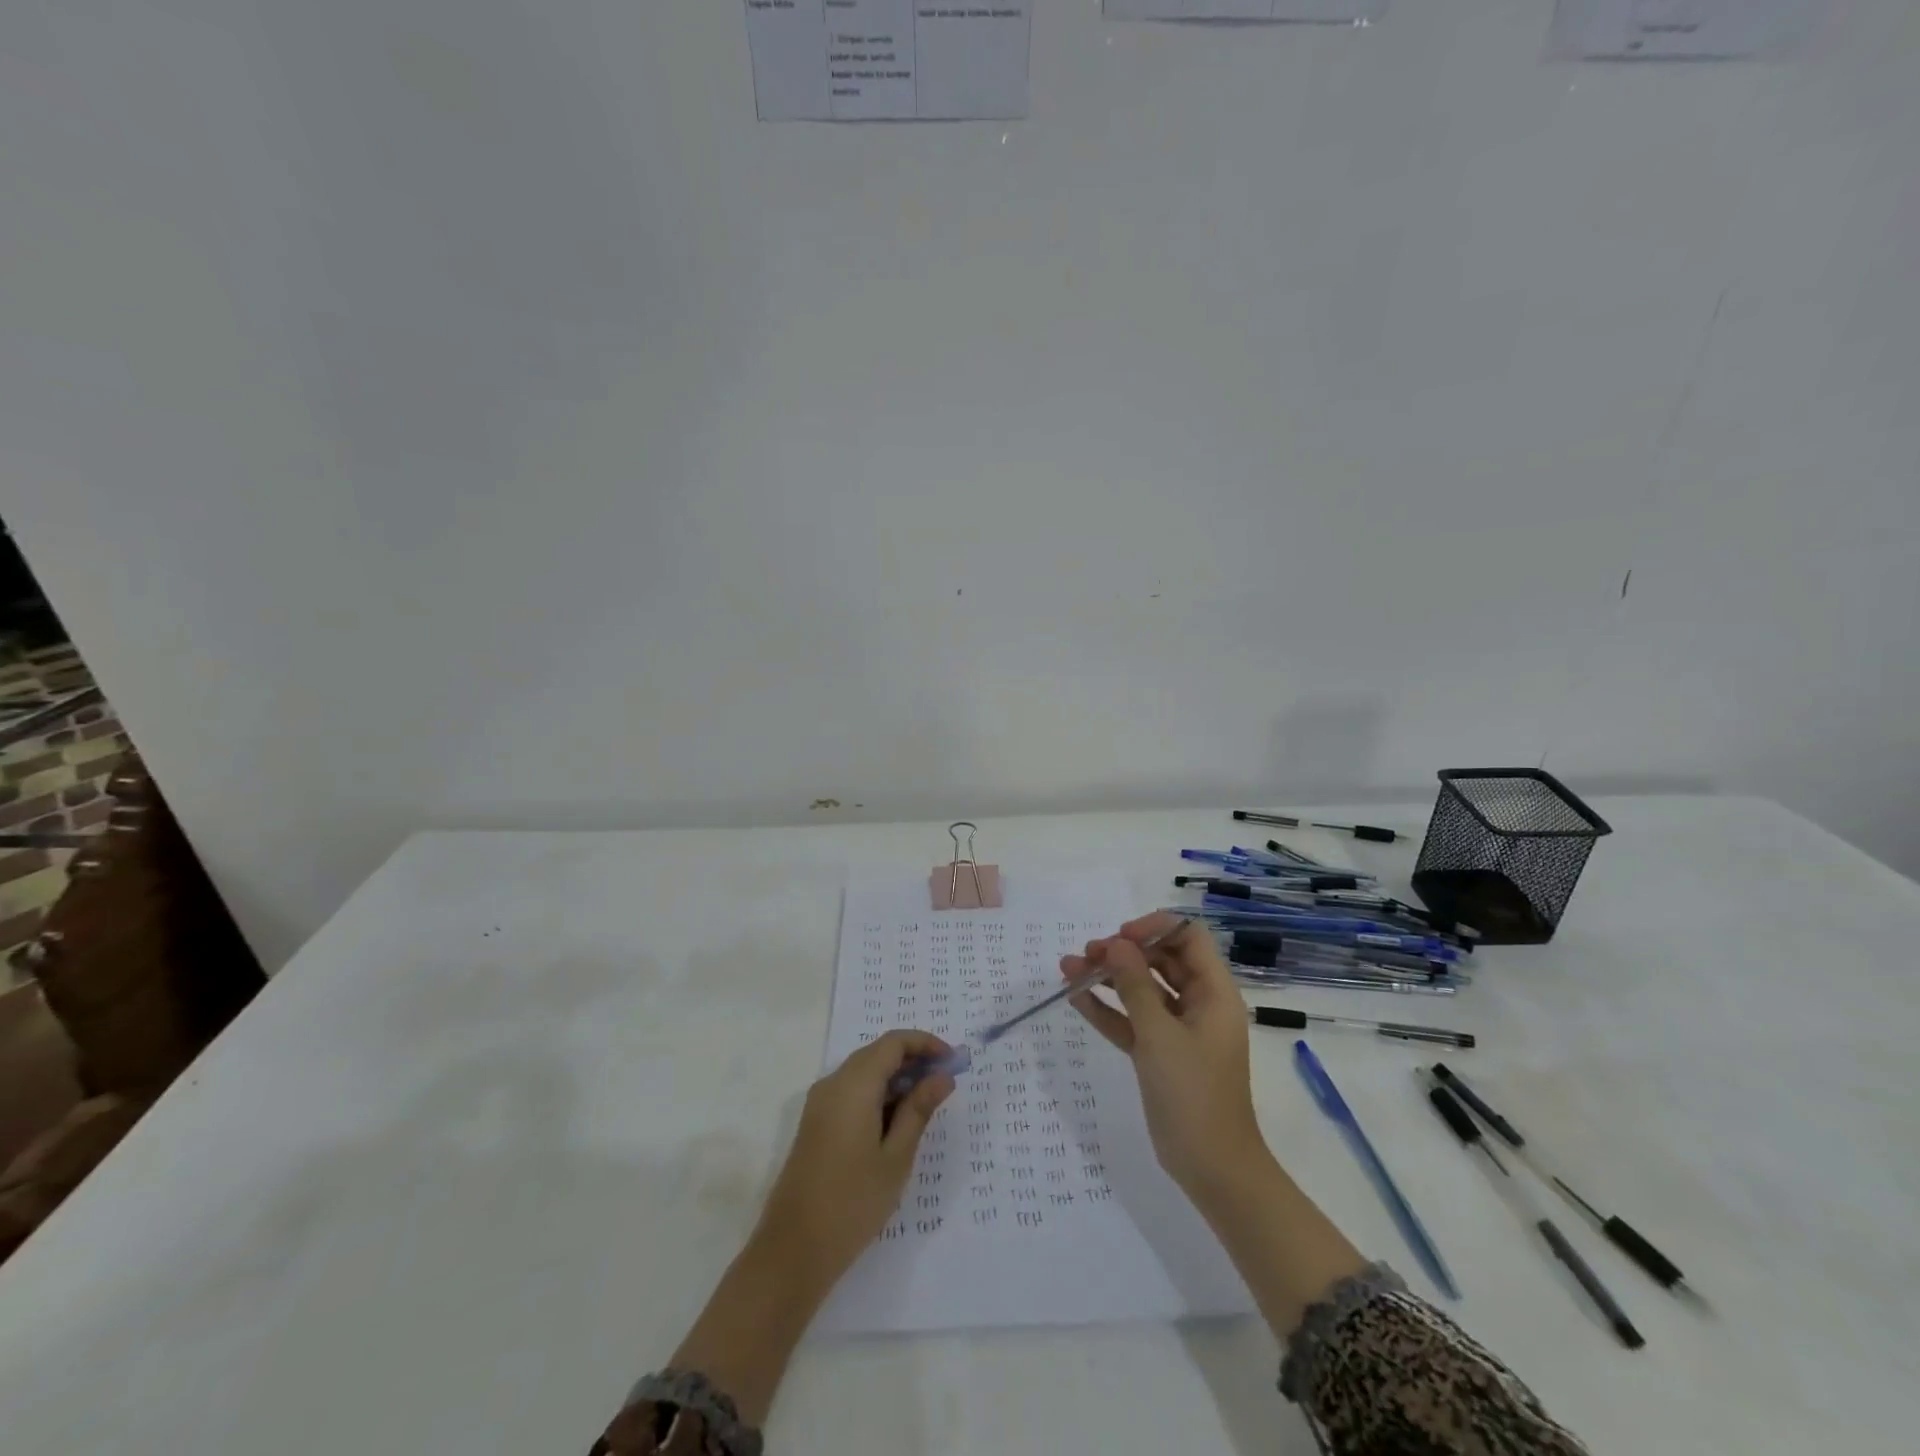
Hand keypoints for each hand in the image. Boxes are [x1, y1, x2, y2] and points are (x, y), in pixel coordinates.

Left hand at [751, 1029, 955, 1293]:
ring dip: (896, 1078)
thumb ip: (919, 1109)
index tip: (953, 1060)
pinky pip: (851, 1092)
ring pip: (864, 1072)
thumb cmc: (852, 1202)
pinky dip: (878, 1094)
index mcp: (853, 1084)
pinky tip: (897, 1121)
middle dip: (913, 1060)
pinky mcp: (815, 1123)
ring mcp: (820, 1103)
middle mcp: (832, 1083)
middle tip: (945, 1082)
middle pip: (877, 1053)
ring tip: (927, 1103)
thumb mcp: (896, 1157)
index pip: (893, 1043)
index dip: (925, 1043)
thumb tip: (942, 1076)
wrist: (793, 1251)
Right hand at [1061, 912, 1268, 1205]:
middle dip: (1123, 952)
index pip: (1188, 938)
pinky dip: (1107, 1009)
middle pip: (1161, 961)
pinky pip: (1131, 1021)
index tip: (1120, 938)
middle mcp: (1198, 1004)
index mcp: (1214, 992)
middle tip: (1087, 954)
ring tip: (1068, 968)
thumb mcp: (1160, 1034)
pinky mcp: (1159, 1054)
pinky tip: (1076, 998)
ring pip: (1141, 990)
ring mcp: (1178, 1030)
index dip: (1155, 929)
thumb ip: (1135, 985)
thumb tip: (1115, 944)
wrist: (1212, 1168)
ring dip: (1108, 978)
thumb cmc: (1193, 1093)